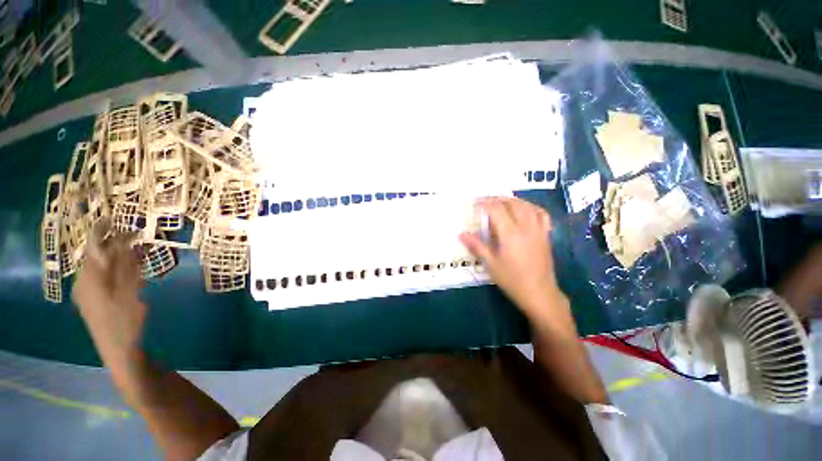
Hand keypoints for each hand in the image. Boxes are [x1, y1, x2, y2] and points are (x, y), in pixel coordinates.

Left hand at [72, 222, 146, 355]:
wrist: (118, 351)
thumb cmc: (125, 320)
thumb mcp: (130, 290)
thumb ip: (126, 264)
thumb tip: (125, 240)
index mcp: (90, 277)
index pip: (94, 246)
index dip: (103, 230)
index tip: (115, 218)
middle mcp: (84, 281)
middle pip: (97, 256)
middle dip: (115, 245)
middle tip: (136, 239)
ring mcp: (86, 293)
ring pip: (101, 267)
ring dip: (118, 258)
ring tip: (138, 256)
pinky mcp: (92, 301)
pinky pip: (103, 278)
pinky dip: (116, 271)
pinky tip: (131, 276)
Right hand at [460, 197, 575, 336]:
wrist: (539, 293)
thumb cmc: (512, 280)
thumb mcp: (491, 264)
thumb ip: (476, 246)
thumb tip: (461, 234)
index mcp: (510, 233)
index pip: (496, 209)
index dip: (485, 202)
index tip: (475, 202)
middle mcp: (525, 227)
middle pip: (512, 203)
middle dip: (497, 199)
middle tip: (485, 201)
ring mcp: (538, 230)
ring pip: (526, 206)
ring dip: (512, 200)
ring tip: (501, 202)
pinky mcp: (545, 235)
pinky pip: (541, 214)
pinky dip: (531, 207)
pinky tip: (524, 209)